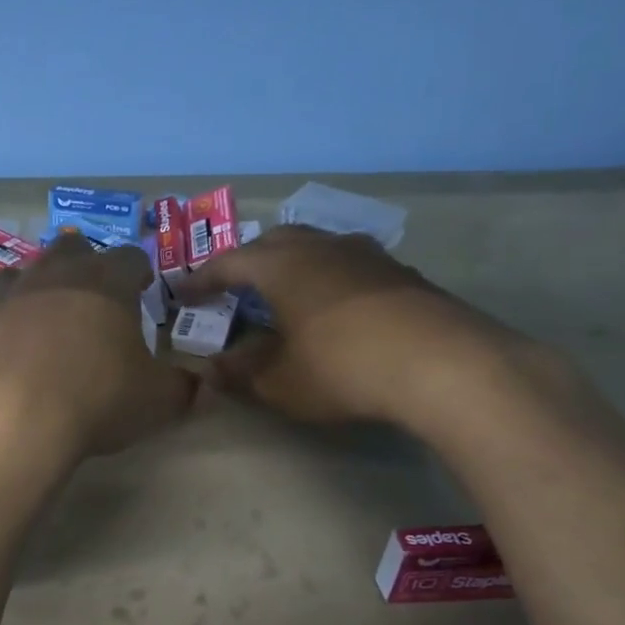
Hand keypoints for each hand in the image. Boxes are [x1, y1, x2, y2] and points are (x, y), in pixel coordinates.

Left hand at [0, 234, 195, 465]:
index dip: (139, 270)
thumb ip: (183, 389)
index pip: (130, 258)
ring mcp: (0, 299)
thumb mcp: (157, 401)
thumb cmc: (96, 398)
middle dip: (80, 264)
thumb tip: (202, 387)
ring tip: (33, 315)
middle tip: (87, 291)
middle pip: (68, 251)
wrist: (8, 417)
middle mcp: (50, 277)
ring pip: (13, 275)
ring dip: (25, 289)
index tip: (143, 284)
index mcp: (104, 283)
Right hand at [173, 224, 539, 430]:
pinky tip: (337, 308)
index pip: (228, 263)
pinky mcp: (401, 273)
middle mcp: (321, 247)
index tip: (182, 293)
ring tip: (286, 293)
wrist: (442, 364)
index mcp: (282, 266)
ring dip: (294, 265)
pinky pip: (350, 264)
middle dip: (249, 261)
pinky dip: (330, 279)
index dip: (201, 279)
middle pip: (274, 242)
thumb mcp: (280, 382)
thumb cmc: (342, 368)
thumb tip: (211, 370)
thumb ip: (240, 374)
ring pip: (318, 246)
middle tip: (235, 286)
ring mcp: (366, 255)